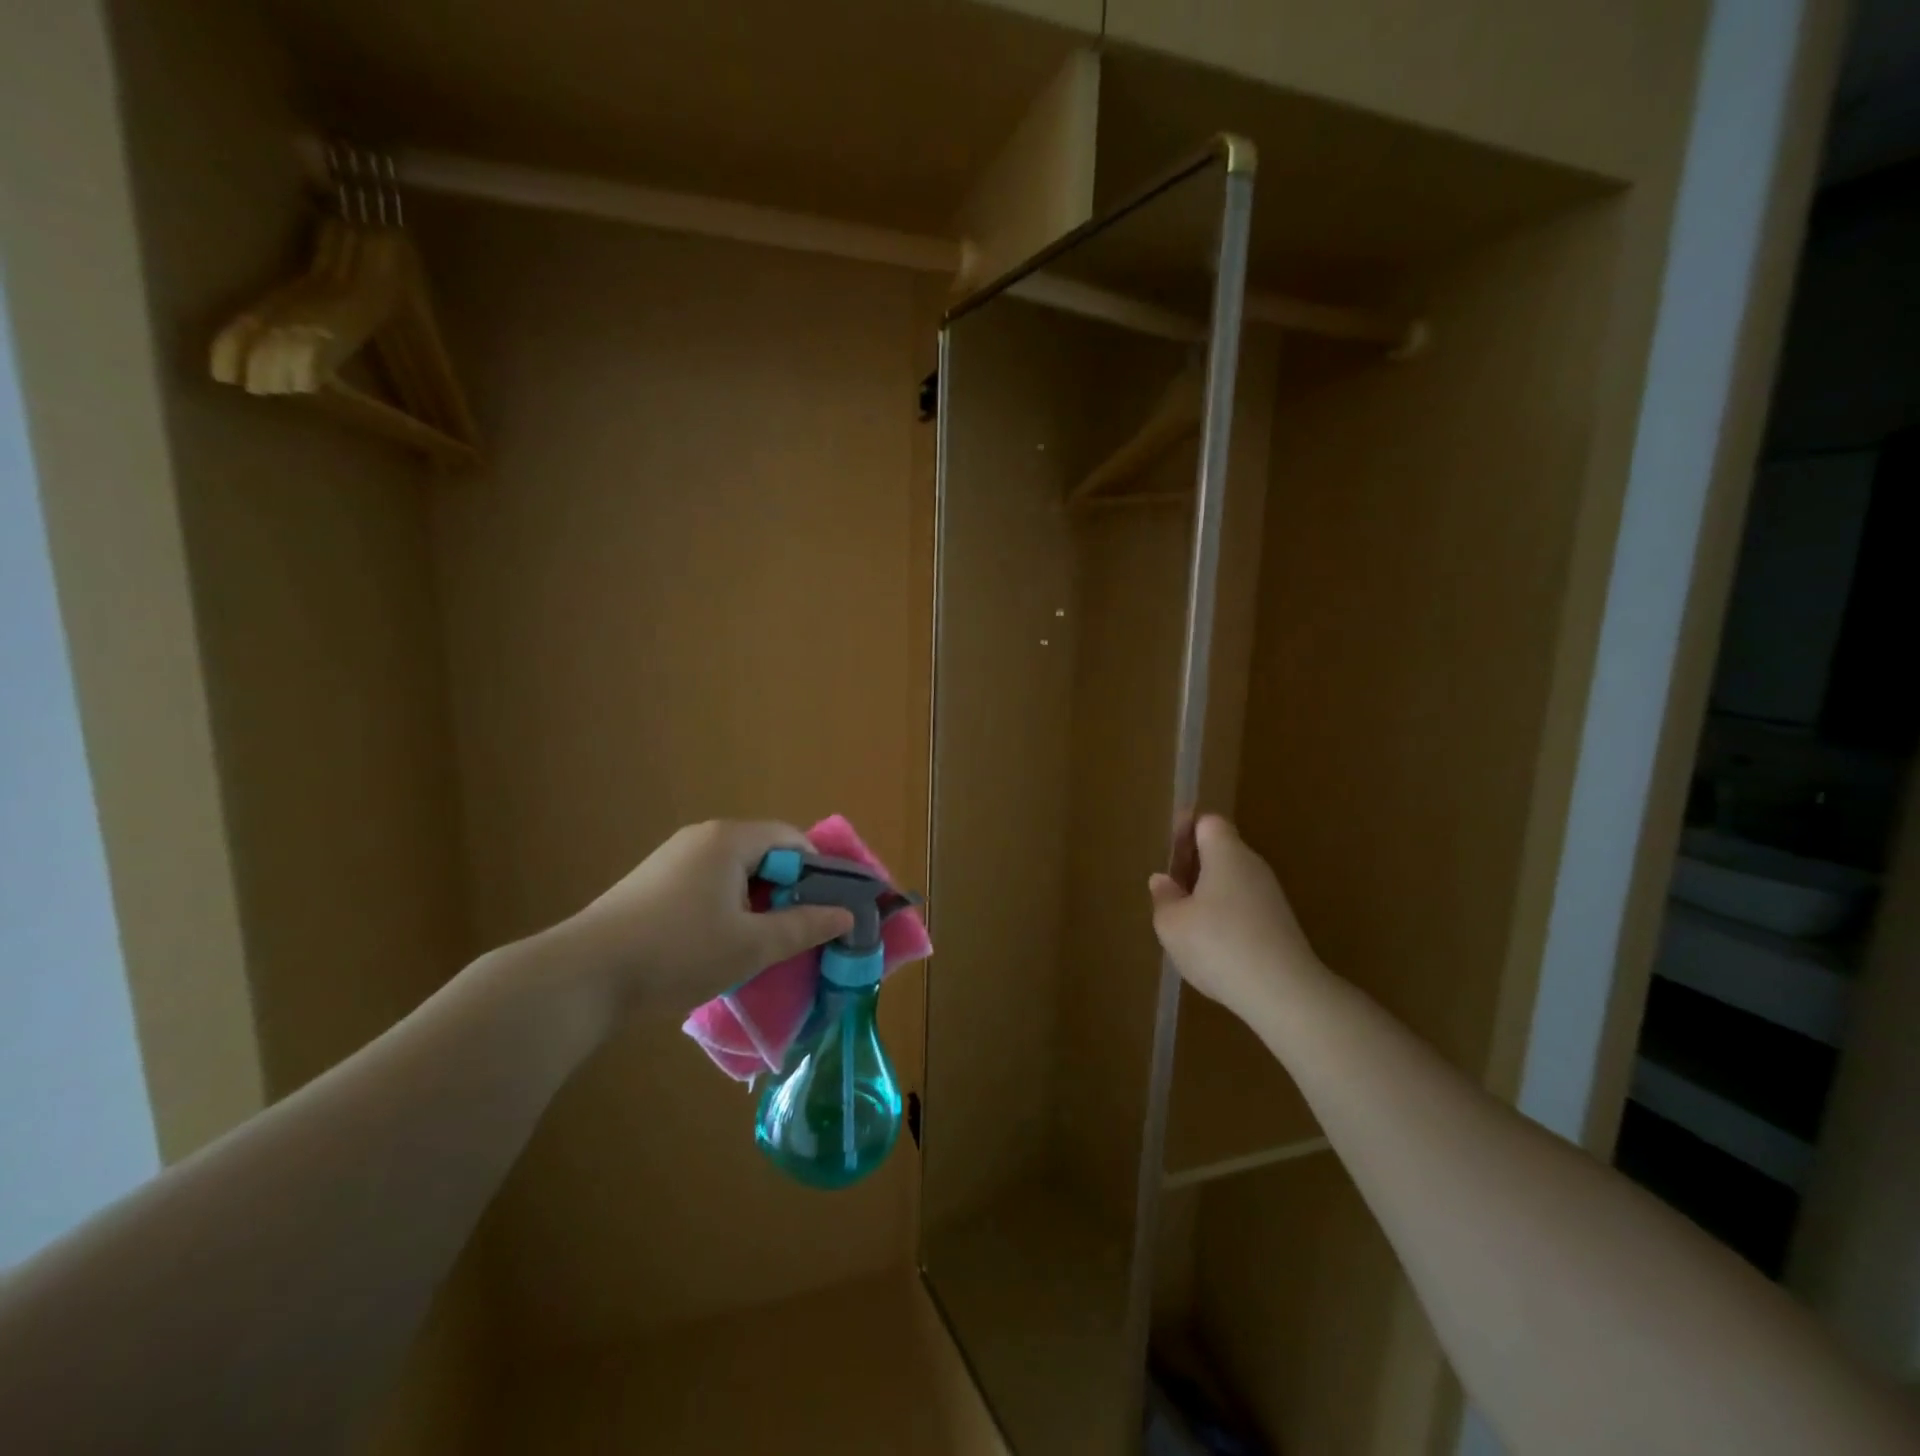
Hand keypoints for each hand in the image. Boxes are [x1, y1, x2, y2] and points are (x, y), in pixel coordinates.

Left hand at [554, 820, 854, 1013]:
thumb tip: (846, 916)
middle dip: (789, 889)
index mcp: (730, 839)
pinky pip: (708, 883)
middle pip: (764, 852)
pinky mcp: (653, 882)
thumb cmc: (679, 952)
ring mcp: (673, 858)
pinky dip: (728, 906)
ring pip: (736, 871)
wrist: (583, 976)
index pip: (793, 839)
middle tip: (801, 930)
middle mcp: (702, 837)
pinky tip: (722, 944)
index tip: (830, 909)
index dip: (818, 871)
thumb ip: (804, 927)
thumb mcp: (752, 945)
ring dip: (758, 901)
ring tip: (764, 942)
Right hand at [1148, 814, 1323, 1024]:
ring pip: (1233, 882)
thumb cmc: (1218, 944)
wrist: (1283, 992)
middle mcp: (1253, 867)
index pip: (1208, 823)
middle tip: (1169, 891)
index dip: (1186, 831)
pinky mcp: (1281, 925)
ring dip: (1208, 894)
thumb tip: (1163, 880)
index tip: (1168, 853)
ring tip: (1185, 922)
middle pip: (1221, 852)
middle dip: (1193, 866)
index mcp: (1226, 854)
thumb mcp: (1171, 923)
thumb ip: (1164, 897)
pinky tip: (1212, 946)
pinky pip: (1245, 907)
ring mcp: (1271, 897)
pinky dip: (1225, 917)